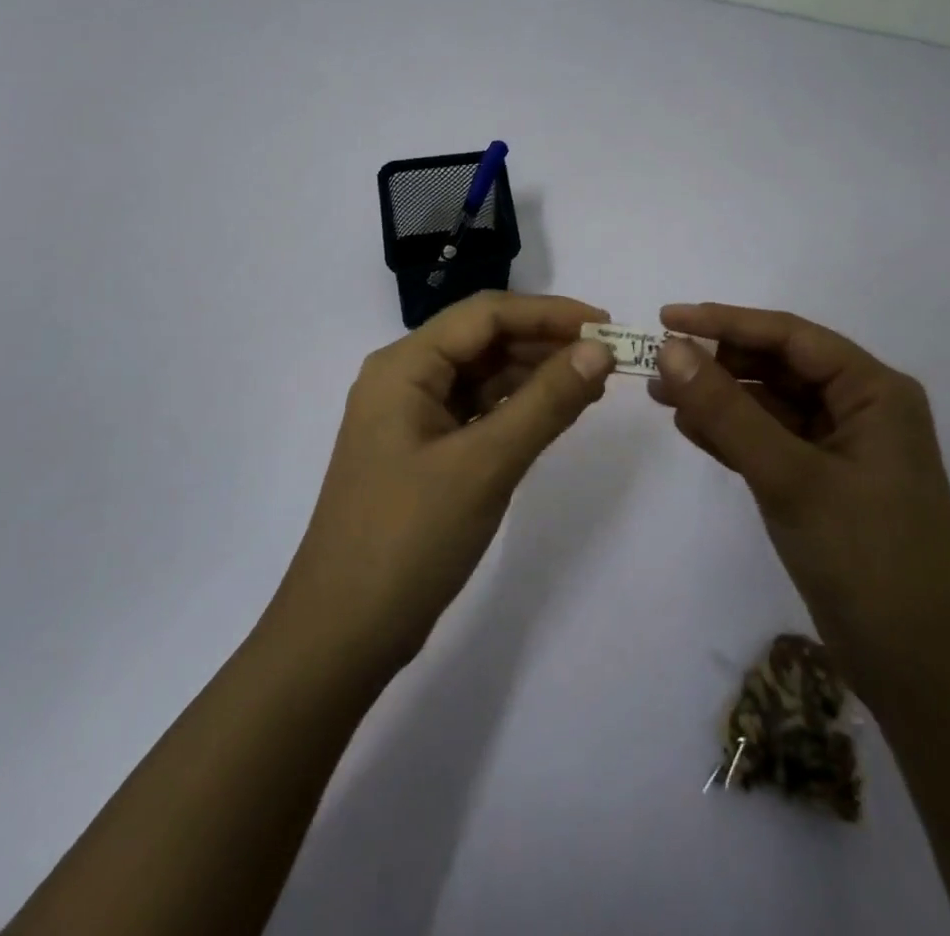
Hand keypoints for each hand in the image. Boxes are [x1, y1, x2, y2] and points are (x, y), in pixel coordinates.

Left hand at [267, 292, 615, 677]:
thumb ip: (546, 402)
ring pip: (482, 376)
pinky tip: (555, 413)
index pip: (486, 314)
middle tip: (607, 358)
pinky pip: (477, 411)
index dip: (549, 312)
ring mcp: (411, 417)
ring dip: (534, 374)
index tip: (606, 324)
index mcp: (404, 366)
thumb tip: (600, 350)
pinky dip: (517, 408)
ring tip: (592, 383)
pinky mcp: (423, 452)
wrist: (342, 636)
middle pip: (483, 340)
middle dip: (545, 342)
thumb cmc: (409, 539)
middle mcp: (404, 379)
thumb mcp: (485, 465)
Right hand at [650, 303, 949, 712]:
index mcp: (875, 391)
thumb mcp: (790, 478)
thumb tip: (670, 350)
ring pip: (770, 403)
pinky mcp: (824, 482)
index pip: (790, 336)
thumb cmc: (869, 561)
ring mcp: (843, 447)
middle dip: (718, 363)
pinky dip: (731, 433)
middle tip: (657, 366)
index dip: (726, 322)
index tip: (666, 318)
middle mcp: (862, 408)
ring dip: (718, 398)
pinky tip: (689, 428)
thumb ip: (727, 412)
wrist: (923, 675)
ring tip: (660, 396)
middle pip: (779, 366)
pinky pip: (770, 440)